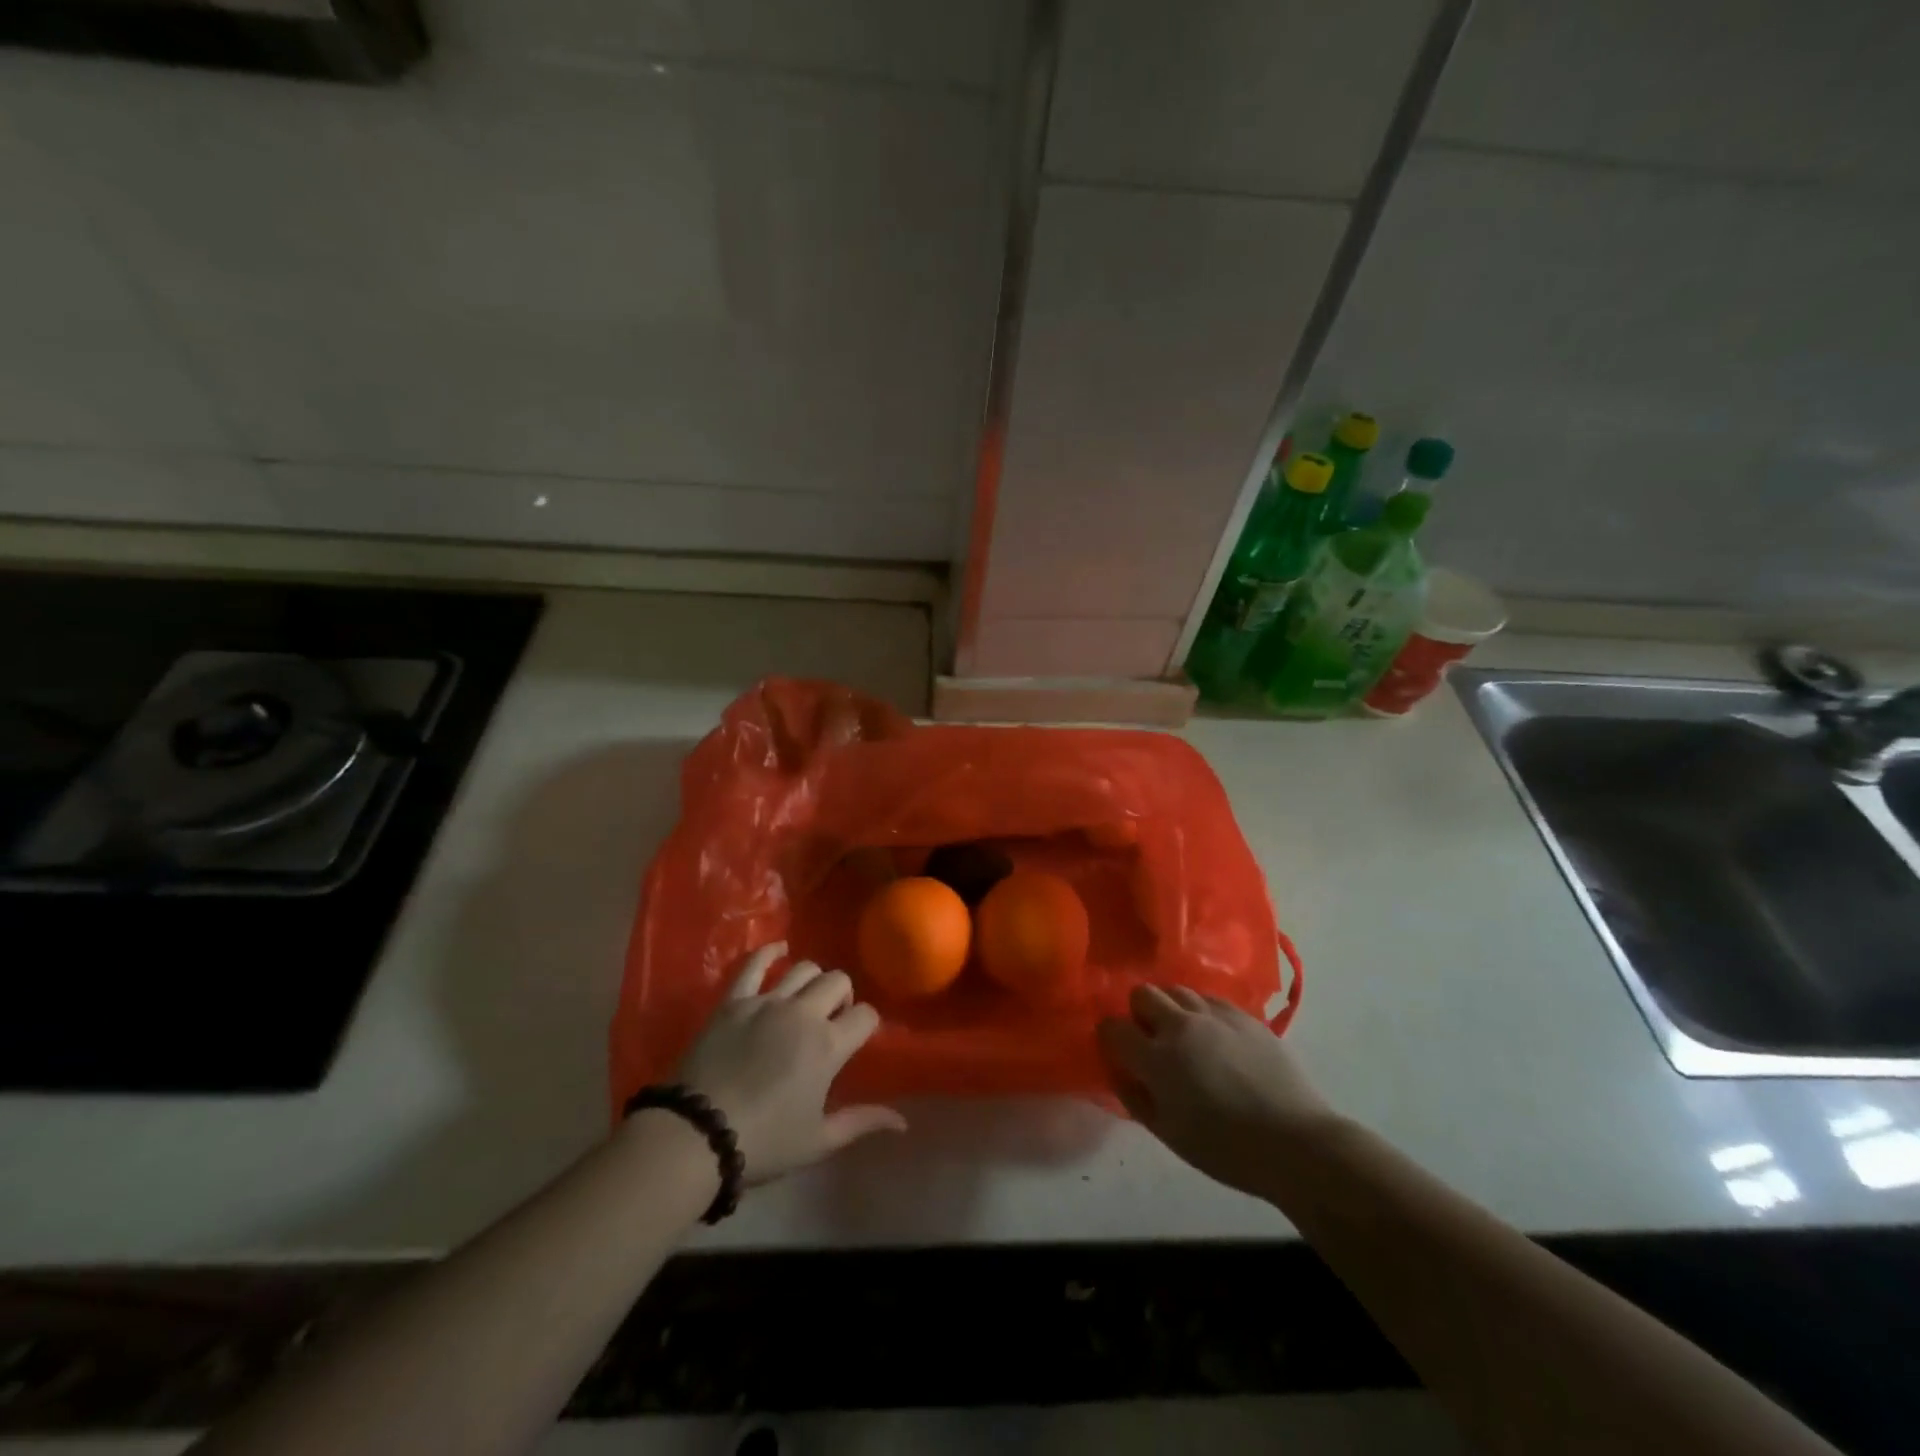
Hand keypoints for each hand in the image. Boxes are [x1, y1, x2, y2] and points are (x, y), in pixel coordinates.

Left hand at [673, 942, 905, 1181]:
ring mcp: (767, 1001)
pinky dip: (769, 953)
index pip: (865, 1015)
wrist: (695, 1136)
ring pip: (804, 968)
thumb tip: (903, 1121)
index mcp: (828, 1045)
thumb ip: (862, 1122)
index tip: (857, 1039)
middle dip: (842, 996)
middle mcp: (803, 1013)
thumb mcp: (818, 1141)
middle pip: (838, 981)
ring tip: (806, 999)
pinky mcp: (734, 1000)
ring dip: (813, 980)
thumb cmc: (763, 1142)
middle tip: (831, 1020)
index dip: (866, 1024)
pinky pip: (754, 963)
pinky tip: (778, 951)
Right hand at [1097, 985, 1337, 1195]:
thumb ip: (1134, 1097)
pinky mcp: (1243, 1015)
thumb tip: (1119, 1070)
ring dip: (1171, 1009)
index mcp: (1157, 1059)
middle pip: (1142, 994)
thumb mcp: (1168, 1134)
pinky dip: (1202, 1012)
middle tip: (1152, 1041)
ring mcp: (1214, 1015)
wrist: (1296, 1143)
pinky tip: (1215, 1038)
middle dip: (1139, 1013)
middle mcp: (1181, 1026)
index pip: (1113, 1027)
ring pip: (1177, 990)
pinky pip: (1209, 999)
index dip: (1110, 1037)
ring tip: (1185, 1037)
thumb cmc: (1226, 1149)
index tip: (1119, 1051)